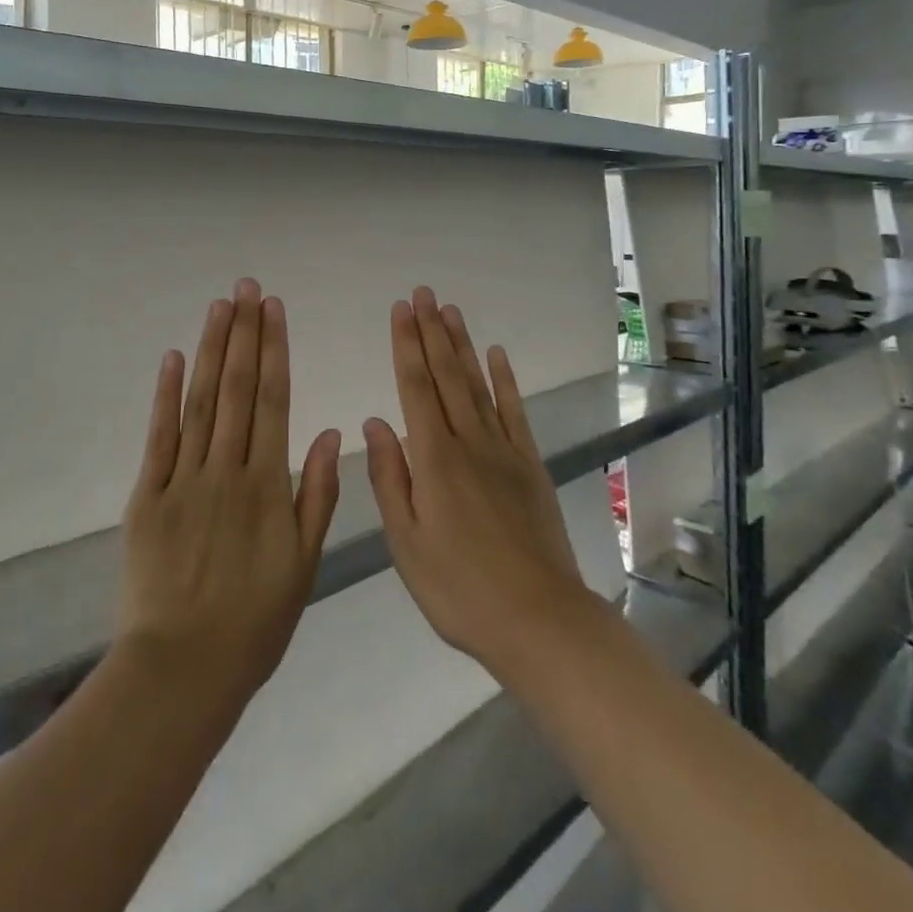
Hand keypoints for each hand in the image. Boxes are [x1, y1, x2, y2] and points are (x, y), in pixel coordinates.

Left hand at [117, 279, 340, 702]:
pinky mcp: (145, 497)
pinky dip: (164, 396)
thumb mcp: (303, 564)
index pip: (273, 400)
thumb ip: (317, 494)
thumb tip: (332, 432)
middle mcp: (226, 470)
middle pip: (236, 389)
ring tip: (219, 307)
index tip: (274, 311)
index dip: (274, 351)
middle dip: (243, 334)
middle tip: (246, 288)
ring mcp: (182, 480)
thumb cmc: (254, 621)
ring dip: (209, 350)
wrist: (183, 670)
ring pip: (199, 402)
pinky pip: (158, 438)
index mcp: (267, 484)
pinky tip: (172, 358)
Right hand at [363, 286, 597, 679]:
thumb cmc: (458, 588)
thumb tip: (375, 422)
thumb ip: (390, 478)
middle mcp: (468, 441)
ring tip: (450, 311)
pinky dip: (505, 380)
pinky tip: (496, 355)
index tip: (400, 311)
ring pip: (477, 384)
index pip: (415, 387)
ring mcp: (503, 450)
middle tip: (423, 293)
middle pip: (446, 375)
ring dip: (462, 345)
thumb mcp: (406, 543)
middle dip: (431, 331)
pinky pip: (515, 411)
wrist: (537, 618)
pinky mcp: (529, 464)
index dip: (406, 345)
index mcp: (433, 459)